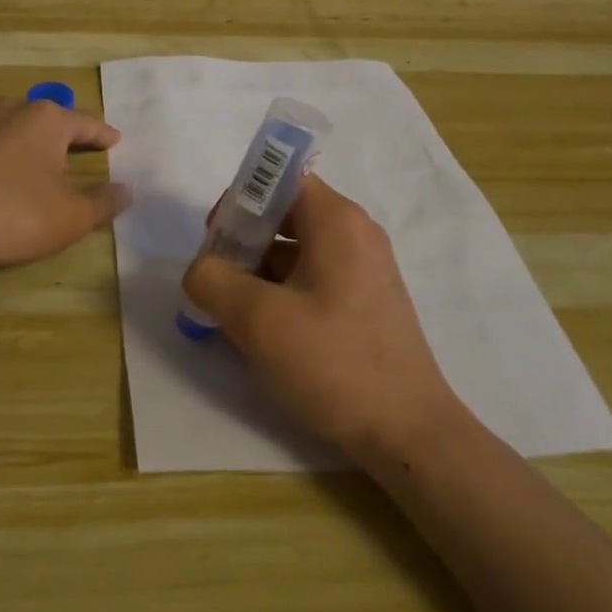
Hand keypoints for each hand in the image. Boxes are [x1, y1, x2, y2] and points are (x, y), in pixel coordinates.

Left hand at [0, 98, 128, 291]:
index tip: (114, 140)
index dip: (102, 134)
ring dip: (11, 142)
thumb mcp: (71, 218)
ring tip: (16, 164)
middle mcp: (4, 110)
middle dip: (55, 134)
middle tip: (66, 152)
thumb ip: (104, 202)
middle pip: (39, 118)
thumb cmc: (13, 217)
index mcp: (44, 121)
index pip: (84, 123)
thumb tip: (127, 189)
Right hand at [182, 174, 461, 466]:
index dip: (241, 198)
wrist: (409, 432)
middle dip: (244, 238)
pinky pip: (314, 276)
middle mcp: (356, 233)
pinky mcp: (366, 301)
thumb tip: (202, 270)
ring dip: (259, 269)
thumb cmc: (333, 362)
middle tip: (217, 277)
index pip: (280, 178)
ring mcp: (365, 268)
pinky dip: (282, 289)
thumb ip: (213, 281)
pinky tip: (264, 329)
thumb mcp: (257, 320)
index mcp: (337, 221)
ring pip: (297, 248)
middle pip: (286, 212)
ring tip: (234, 310)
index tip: (215, 237)